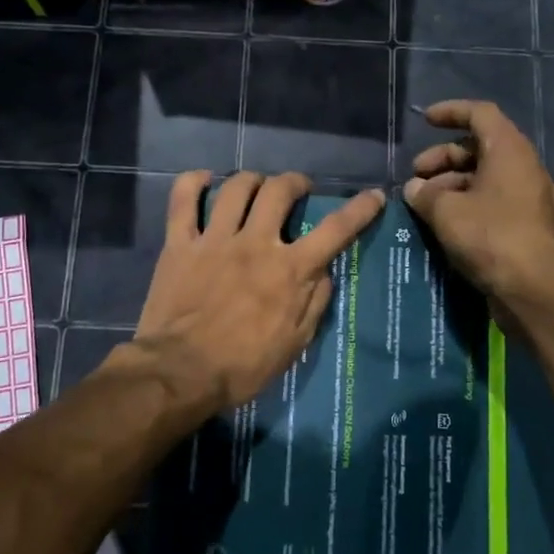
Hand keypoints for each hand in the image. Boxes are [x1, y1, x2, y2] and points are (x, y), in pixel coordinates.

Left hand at [128, 171, 385, 418]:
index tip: (374, 195)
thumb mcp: (294, 344)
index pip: (335, 230)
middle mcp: (255, 243)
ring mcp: (214, 240)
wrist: (180, 373)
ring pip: (236, 188)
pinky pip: (183, 200)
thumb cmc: (243, 367)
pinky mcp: (179, 244)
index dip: (359, 209)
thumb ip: (314, 303)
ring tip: (257, 186)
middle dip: (295, 182)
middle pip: (280, 190)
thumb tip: (324, 272)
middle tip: (298, 189)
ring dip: (253, 180)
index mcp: (289, 270)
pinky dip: (193, 182)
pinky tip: (204, 179)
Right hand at [404, 101, 553, 308]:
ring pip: (491, 179)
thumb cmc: (489, 237)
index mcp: (510, 150)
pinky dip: (480, 209)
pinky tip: (464, 222)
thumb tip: (415, 189)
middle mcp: (527, 168)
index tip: (425, 121)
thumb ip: (425, 194)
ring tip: (428, 207)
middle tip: (416, 181)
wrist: (533, 288)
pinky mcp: (537, 227)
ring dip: (457, 186)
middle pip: (482, 149)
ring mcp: (536, 199)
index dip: (451, 112)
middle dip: (444, 160)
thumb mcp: (445, 211)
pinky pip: (504, 206)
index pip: (480, 114)